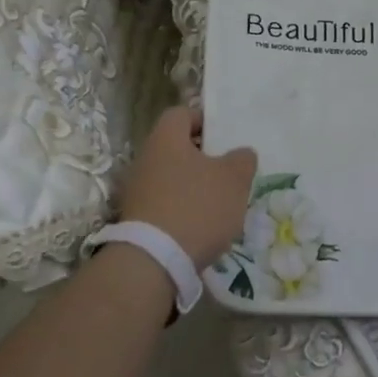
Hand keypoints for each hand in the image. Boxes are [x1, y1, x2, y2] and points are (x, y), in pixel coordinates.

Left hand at [120, 107, 257, 270]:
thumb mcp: (234, 179)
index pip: (182, 114)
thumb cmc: (197, 207)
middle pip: (175, 147)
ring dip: (192, 186)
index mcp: (166, 139)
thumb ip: (242, 160)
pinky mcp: (135, 220)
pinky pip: (163, 204)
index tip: (224, 137)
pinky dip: (181, 210)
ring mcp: (135, 191)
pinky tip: (200, 226)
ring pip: (170, 177)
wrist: (154, 262)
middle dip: (202, 157)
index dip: (204, 120)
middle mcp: (145, 159)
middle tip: (227, 171)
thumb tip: (241, 154)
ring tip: (218, 203)